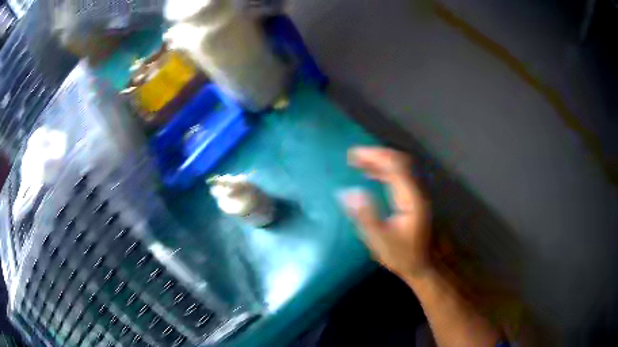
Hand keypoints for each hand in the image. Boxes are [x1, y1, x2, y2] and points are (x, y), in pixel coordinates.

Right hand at [340, 147, 432, 278]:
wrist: (427, 265)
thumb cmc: (404, 255)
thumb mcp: (381, 241)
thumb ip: (365, 216)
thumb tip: (347, 192)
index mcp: (410, 198)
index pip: (394, 166)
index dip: (374, 156)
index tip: (353, 154)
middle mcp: (417, 190)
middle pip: (399, 162)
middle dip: (376, 155)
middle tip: (354, 155)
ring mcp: (418, 193)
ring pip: (401, 167)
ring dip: (380, 161)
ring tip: (359, 162)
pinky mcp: (415, 199)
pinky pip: (400, 176)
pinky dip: (385, 171)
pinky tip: (373, 175)